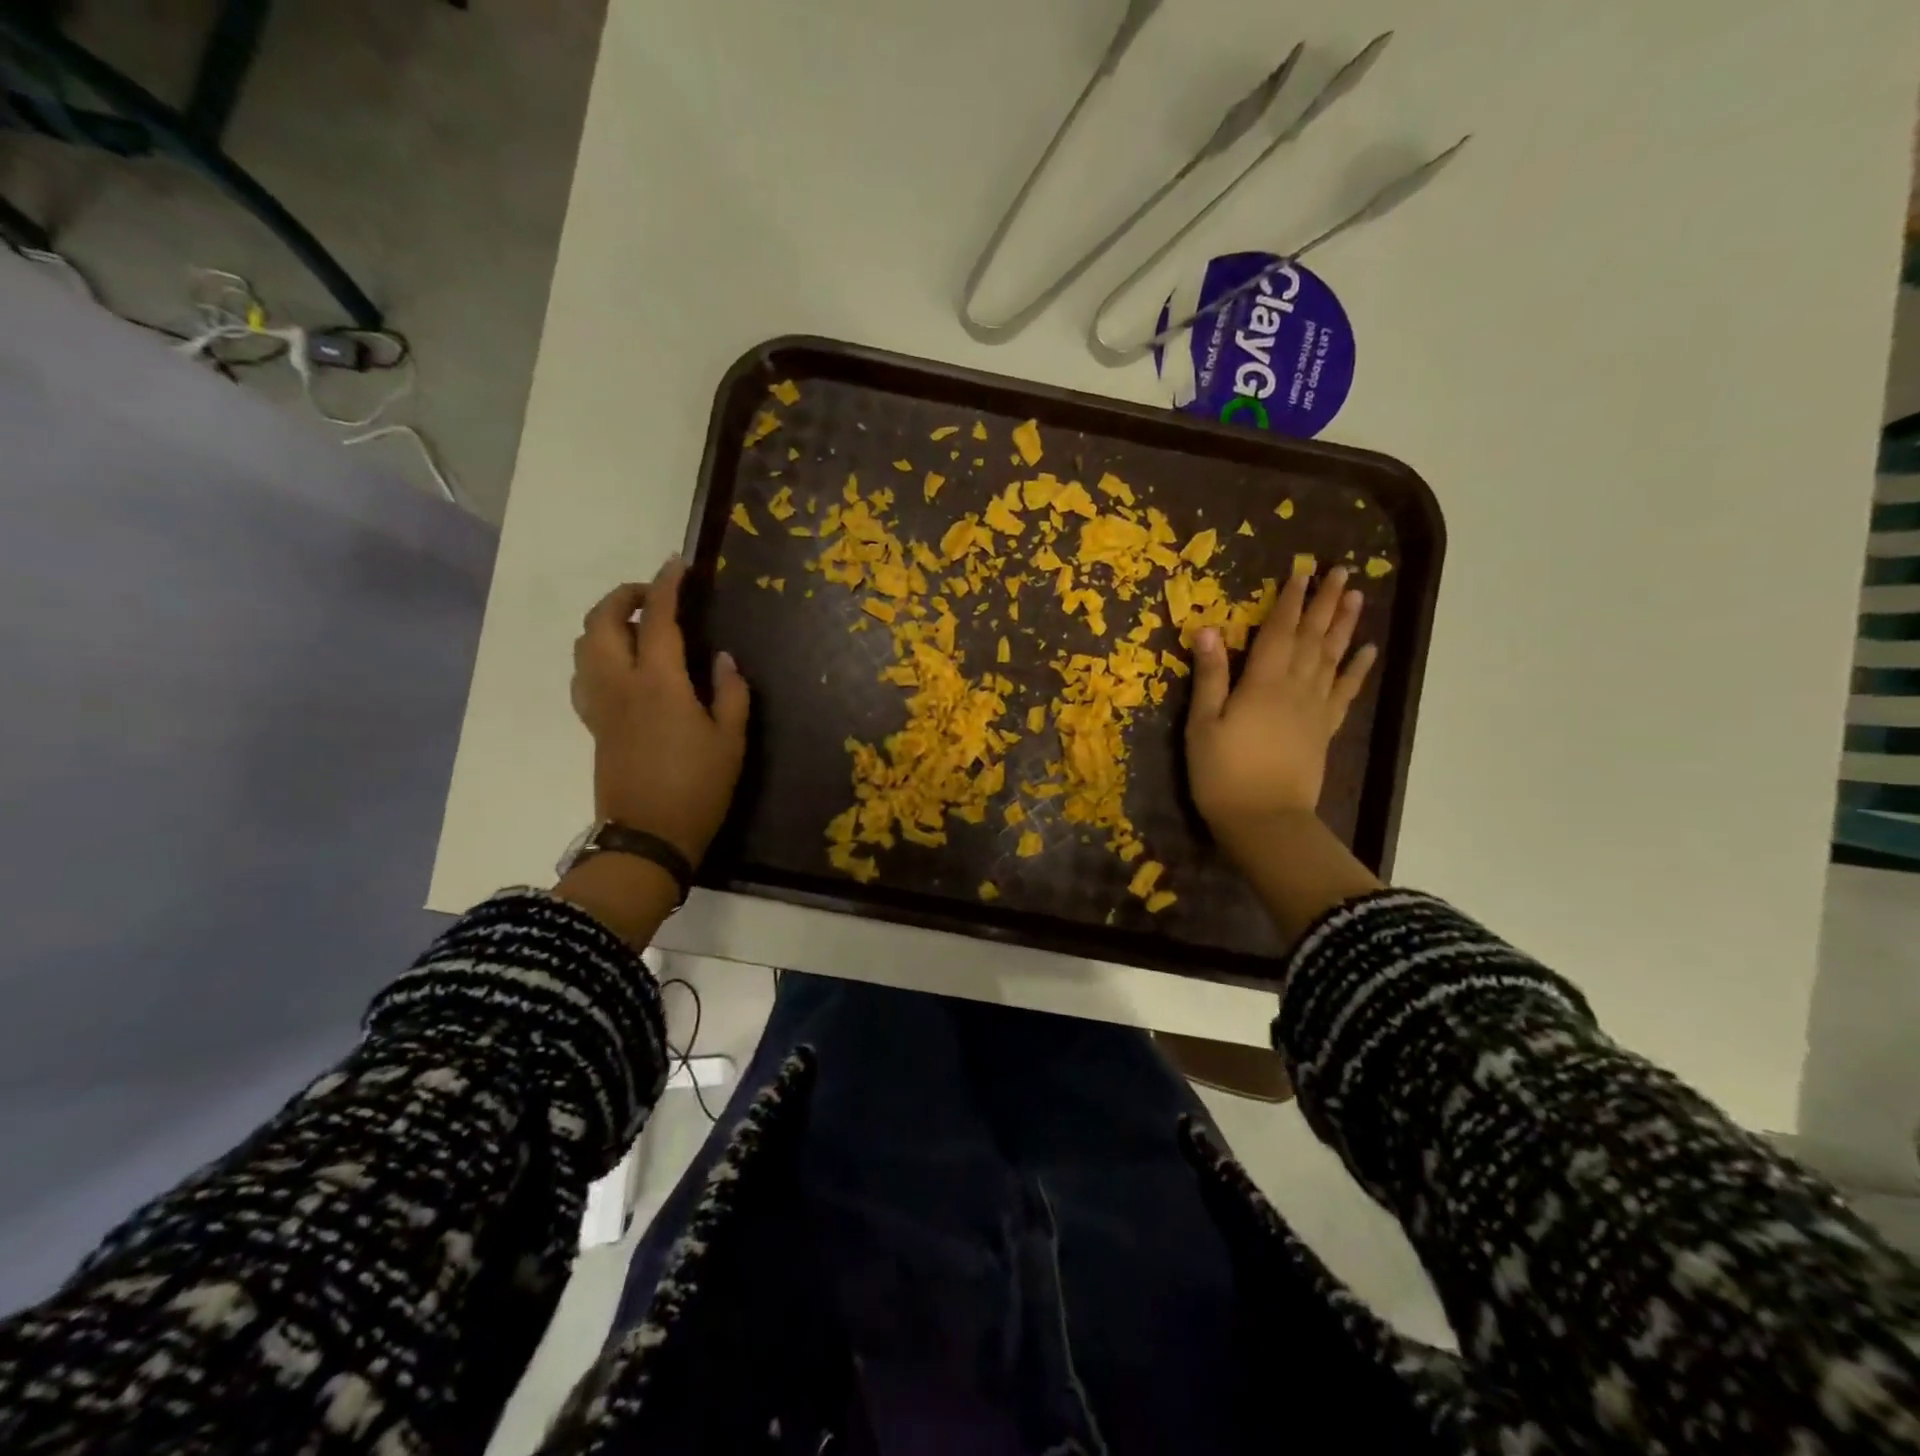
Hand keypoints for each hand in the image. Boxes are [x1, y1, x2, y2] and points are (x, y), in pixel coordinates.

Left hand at [571, 558, 749, 863]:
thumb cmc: (699, 788)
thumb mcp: (731, 740)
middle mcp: (620, 683)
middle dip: (624, 596)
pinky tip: (619, 664)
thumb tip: (723, 658)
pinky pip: (583, 674)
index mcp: (659, 683)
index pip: (659, 619)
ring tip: (636, 624)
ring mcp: (600, 704)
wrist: (649, 837)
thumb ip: (731, 692)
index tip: (678, 563)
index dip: (668, 585)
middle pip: (604, 622)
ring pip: (585, 645)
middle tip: (654, 595)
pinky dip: (596, 653)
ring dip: (606, 621)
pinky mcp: (592, 724)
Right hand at [1185, 565, 1376, 863]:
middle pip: (1312, 637)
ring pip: (1333, 657)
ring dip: (1344, 625)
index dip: (1288, 601)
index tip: (1301, 572)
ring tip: (1355, 597)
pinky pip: (1345, 691)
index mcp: (1262, 684)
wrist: (1264, 820)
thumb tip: (1209, 629)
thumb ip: (1210, 677)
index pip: (1278, 632)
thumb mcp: (1202, 725)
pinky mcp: (1324, 729)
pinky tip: (1367, 651)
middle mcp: (1295, 688)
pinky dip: (1357, 669)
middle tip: (1341, 571)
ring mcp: (1315, 709)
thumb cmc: (1222, 774)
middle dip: (1324, 603)